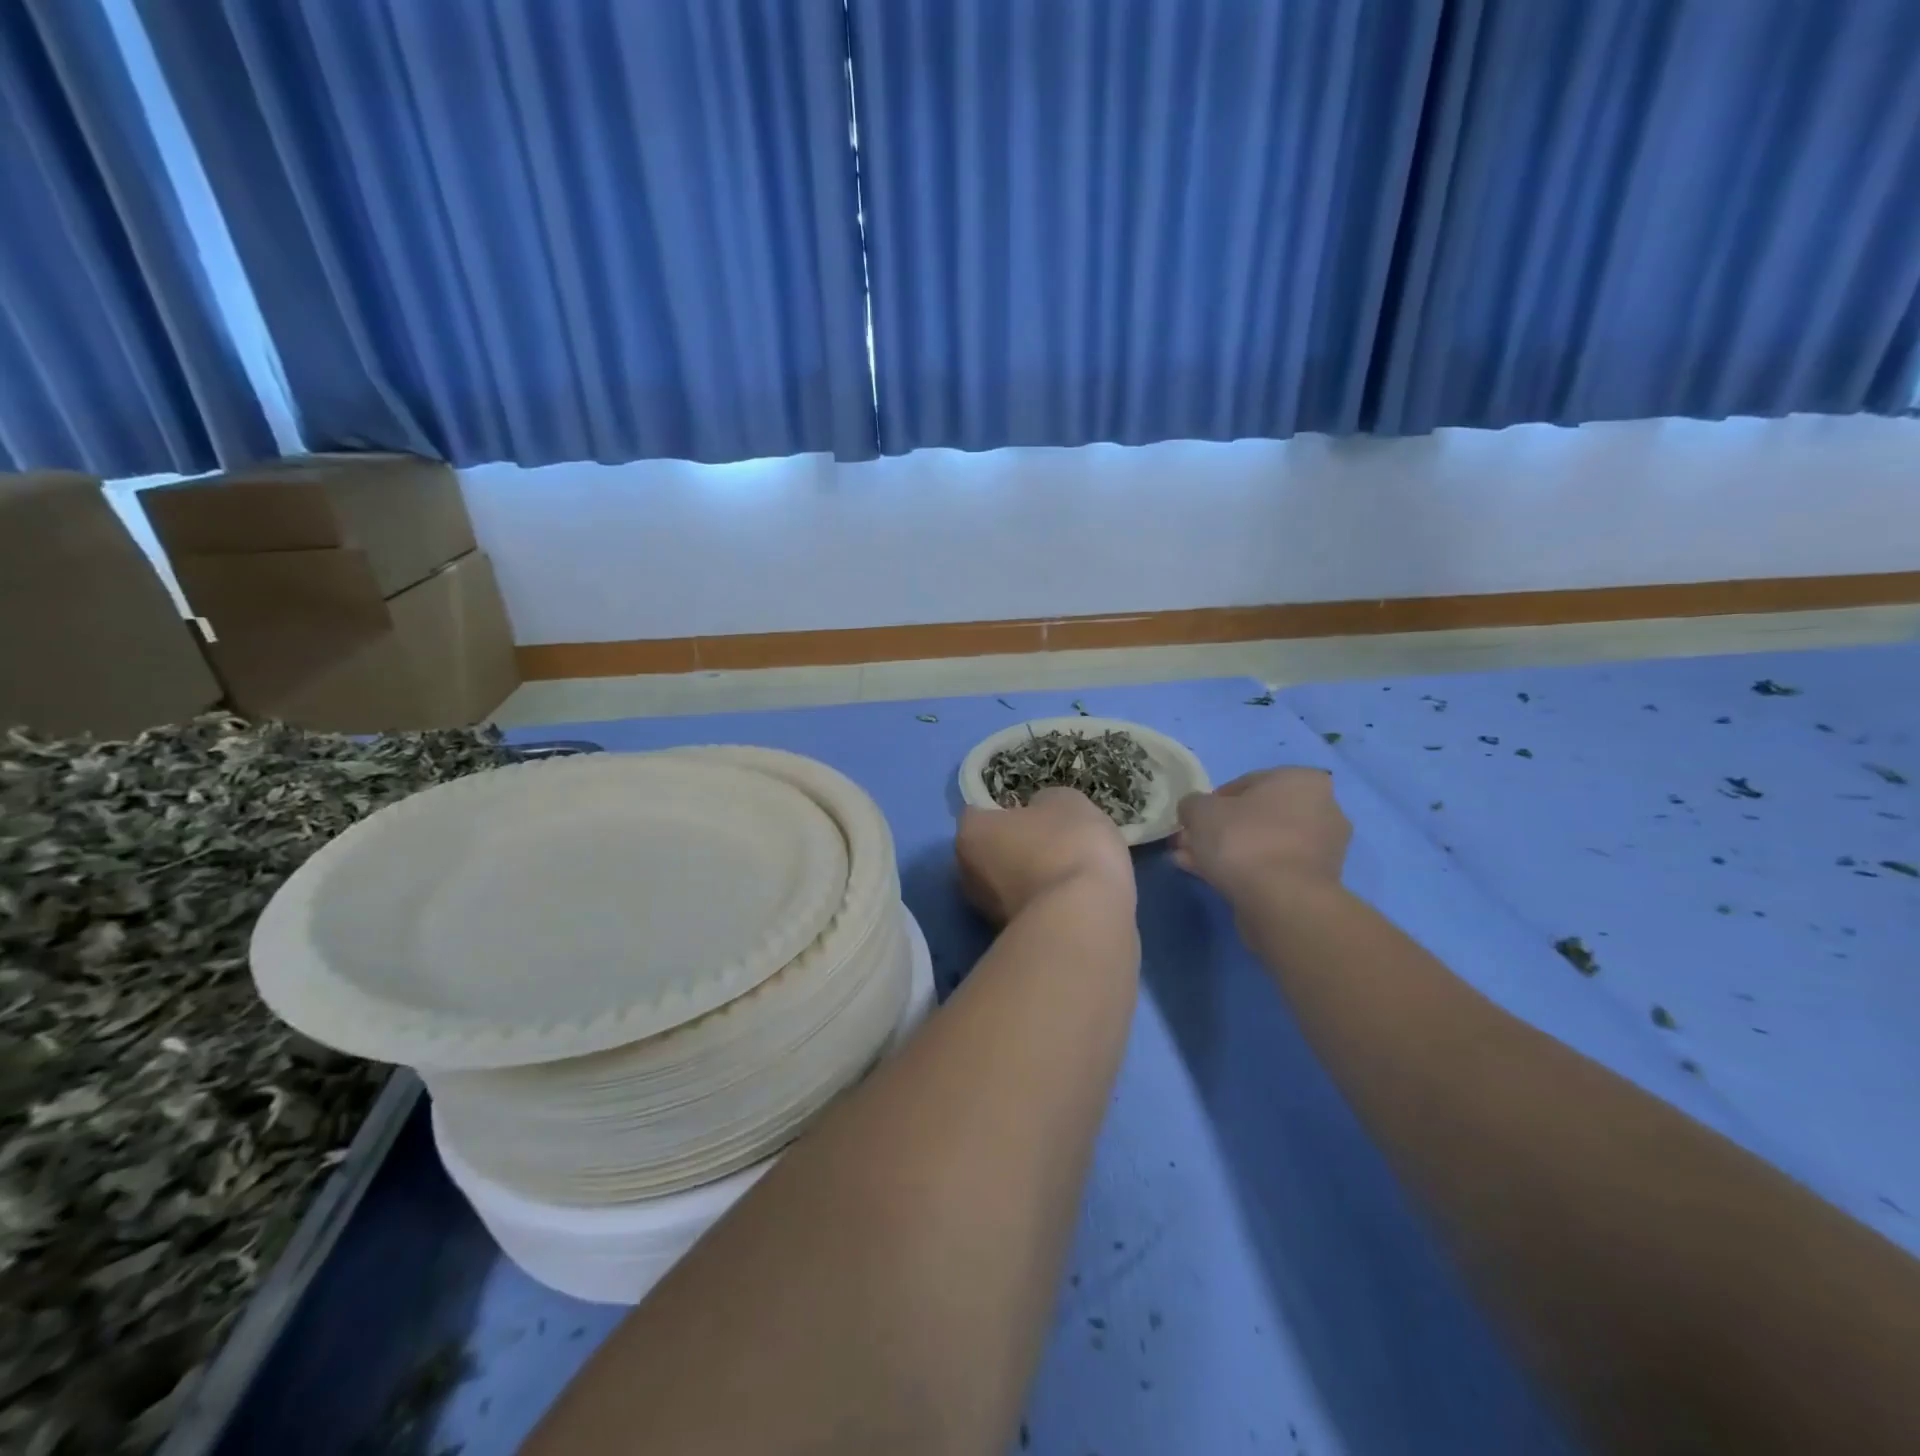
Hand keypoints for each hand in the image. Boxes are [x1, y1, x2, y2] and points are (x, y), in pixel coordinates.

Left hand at [956, 788, 1134, 926]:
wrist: (1085, 922)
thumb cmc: (1068, 846)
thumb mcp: (1066, 803)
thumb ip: (1045, 804)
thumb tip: (1039, 812)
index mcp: (971, 833)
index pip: (979, 813)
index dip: (1006, 810)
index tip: (1035, 813)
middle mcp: (966, 875)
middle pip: (990, 852)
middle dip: (1015, 849)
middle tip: (1054, 844)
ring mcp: (986, 914)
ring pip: (1008, 887)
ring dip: (1032, 881)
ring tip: (1071, 875)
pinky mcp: (1013, 942)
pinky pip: (1030, 912)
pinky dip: (1046, 907)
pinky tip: (1075, 902)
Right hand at [1174, 768, 1350, 897]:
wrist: (1281, 902)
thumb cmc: (1244, 840)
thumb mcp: (1200, 810)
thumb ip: (1193, 804)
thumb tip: (1194, 810)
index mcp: (1301, 781)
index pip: (1246, 783)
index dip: (1212, 800)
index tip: (1193, 819)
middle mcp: (1321, 809)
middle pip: (1254, 816)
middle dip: (1217, 829)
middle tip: (1188, 843)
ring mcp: (1321, 849)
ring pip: (1260, 843)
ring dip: (1224, 851)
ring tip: (1190, 863)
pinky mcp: (1314, 882)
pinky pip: (1270, 866)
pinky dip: (1242, 869)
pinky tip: (1209, 878)